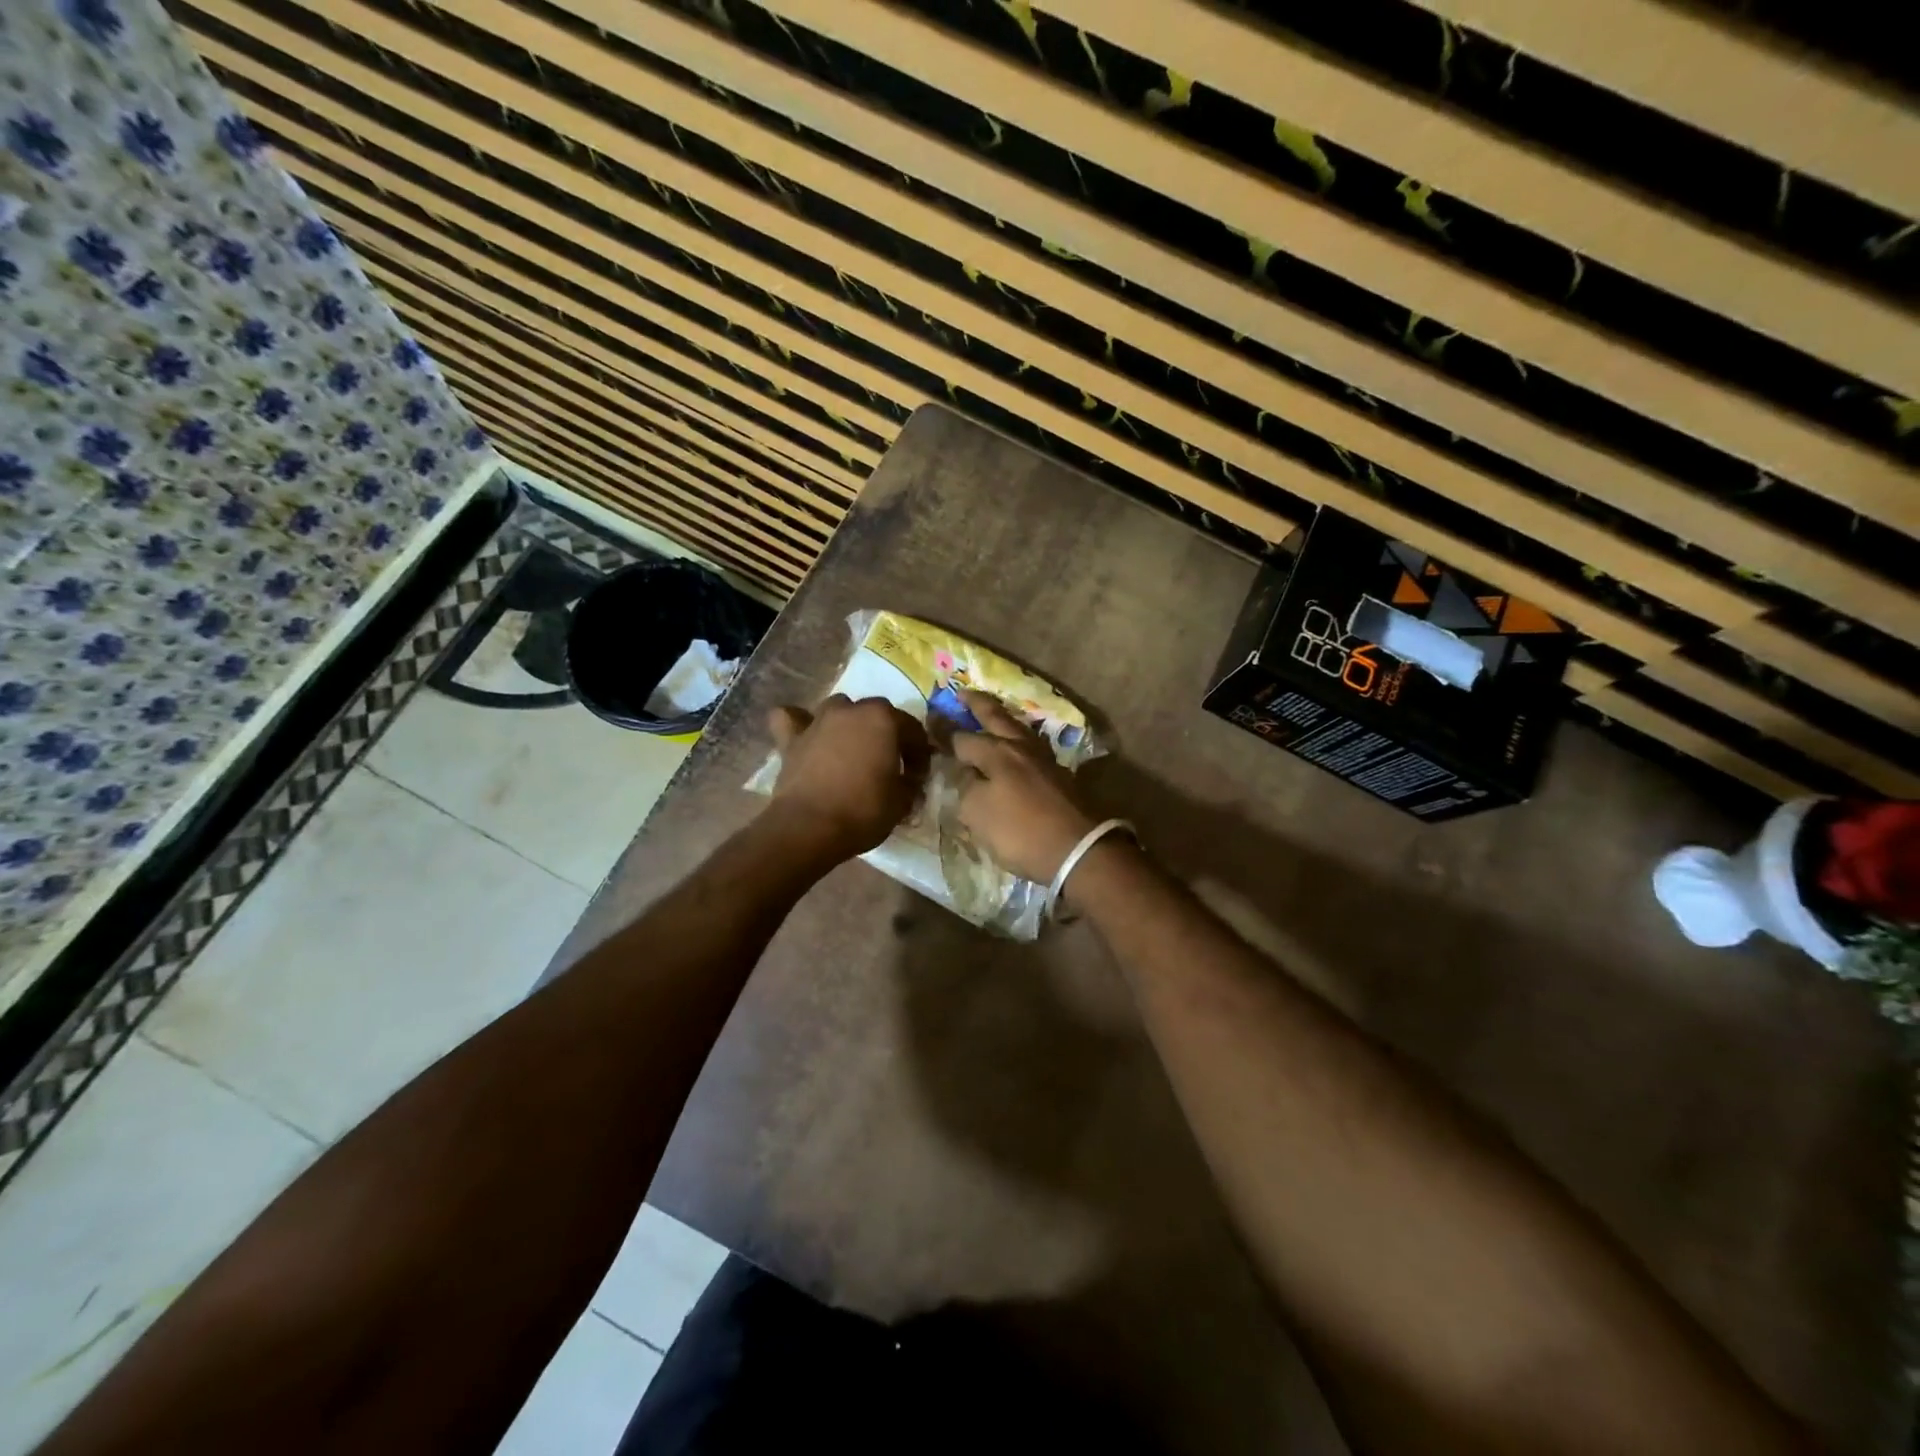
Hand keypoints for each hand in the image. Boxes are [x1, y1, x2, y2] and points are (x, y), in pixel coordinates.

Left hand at [765, 694, 930, 861]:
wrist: (810, 828)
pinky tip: (805, 736)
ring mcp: (818, 721)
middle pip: (876, 714)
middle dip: (886, 735)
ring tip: (851, 750)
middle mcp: (851, 710)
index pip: (912, 730)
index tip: (918, 776)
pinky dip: (799, 723)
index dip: (919, 754)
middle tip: (888, 765)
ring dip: (848, 724)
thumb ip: (910, 783)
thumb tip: (909, 780)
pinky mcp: (791, 739)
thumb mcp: (902, 801)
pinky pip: (792, 719)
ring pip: (838, 709)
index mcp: (883, 719)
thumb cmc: (864, 811)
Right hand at [952, 689, 1096, 882]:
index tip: (930, 718)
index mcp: (997, 753)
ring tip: (993, 716)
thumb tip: (967, 774)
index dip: (944, 731)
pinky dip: (1019, 741)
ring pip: (1019, 730)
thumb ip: (966, 788)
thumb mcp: (978, 814)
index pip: (962, 737)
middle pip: (996, 718)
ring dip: (1003, 719)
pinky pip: (1032, 748)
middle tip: (963, 692)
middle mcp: (1021, 748)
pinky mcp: (1060, 776)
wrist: (1078, 849)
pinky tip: (1017, 747)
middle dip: (978, 704)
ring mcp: (1045, 760)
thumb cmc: (1021, 832)